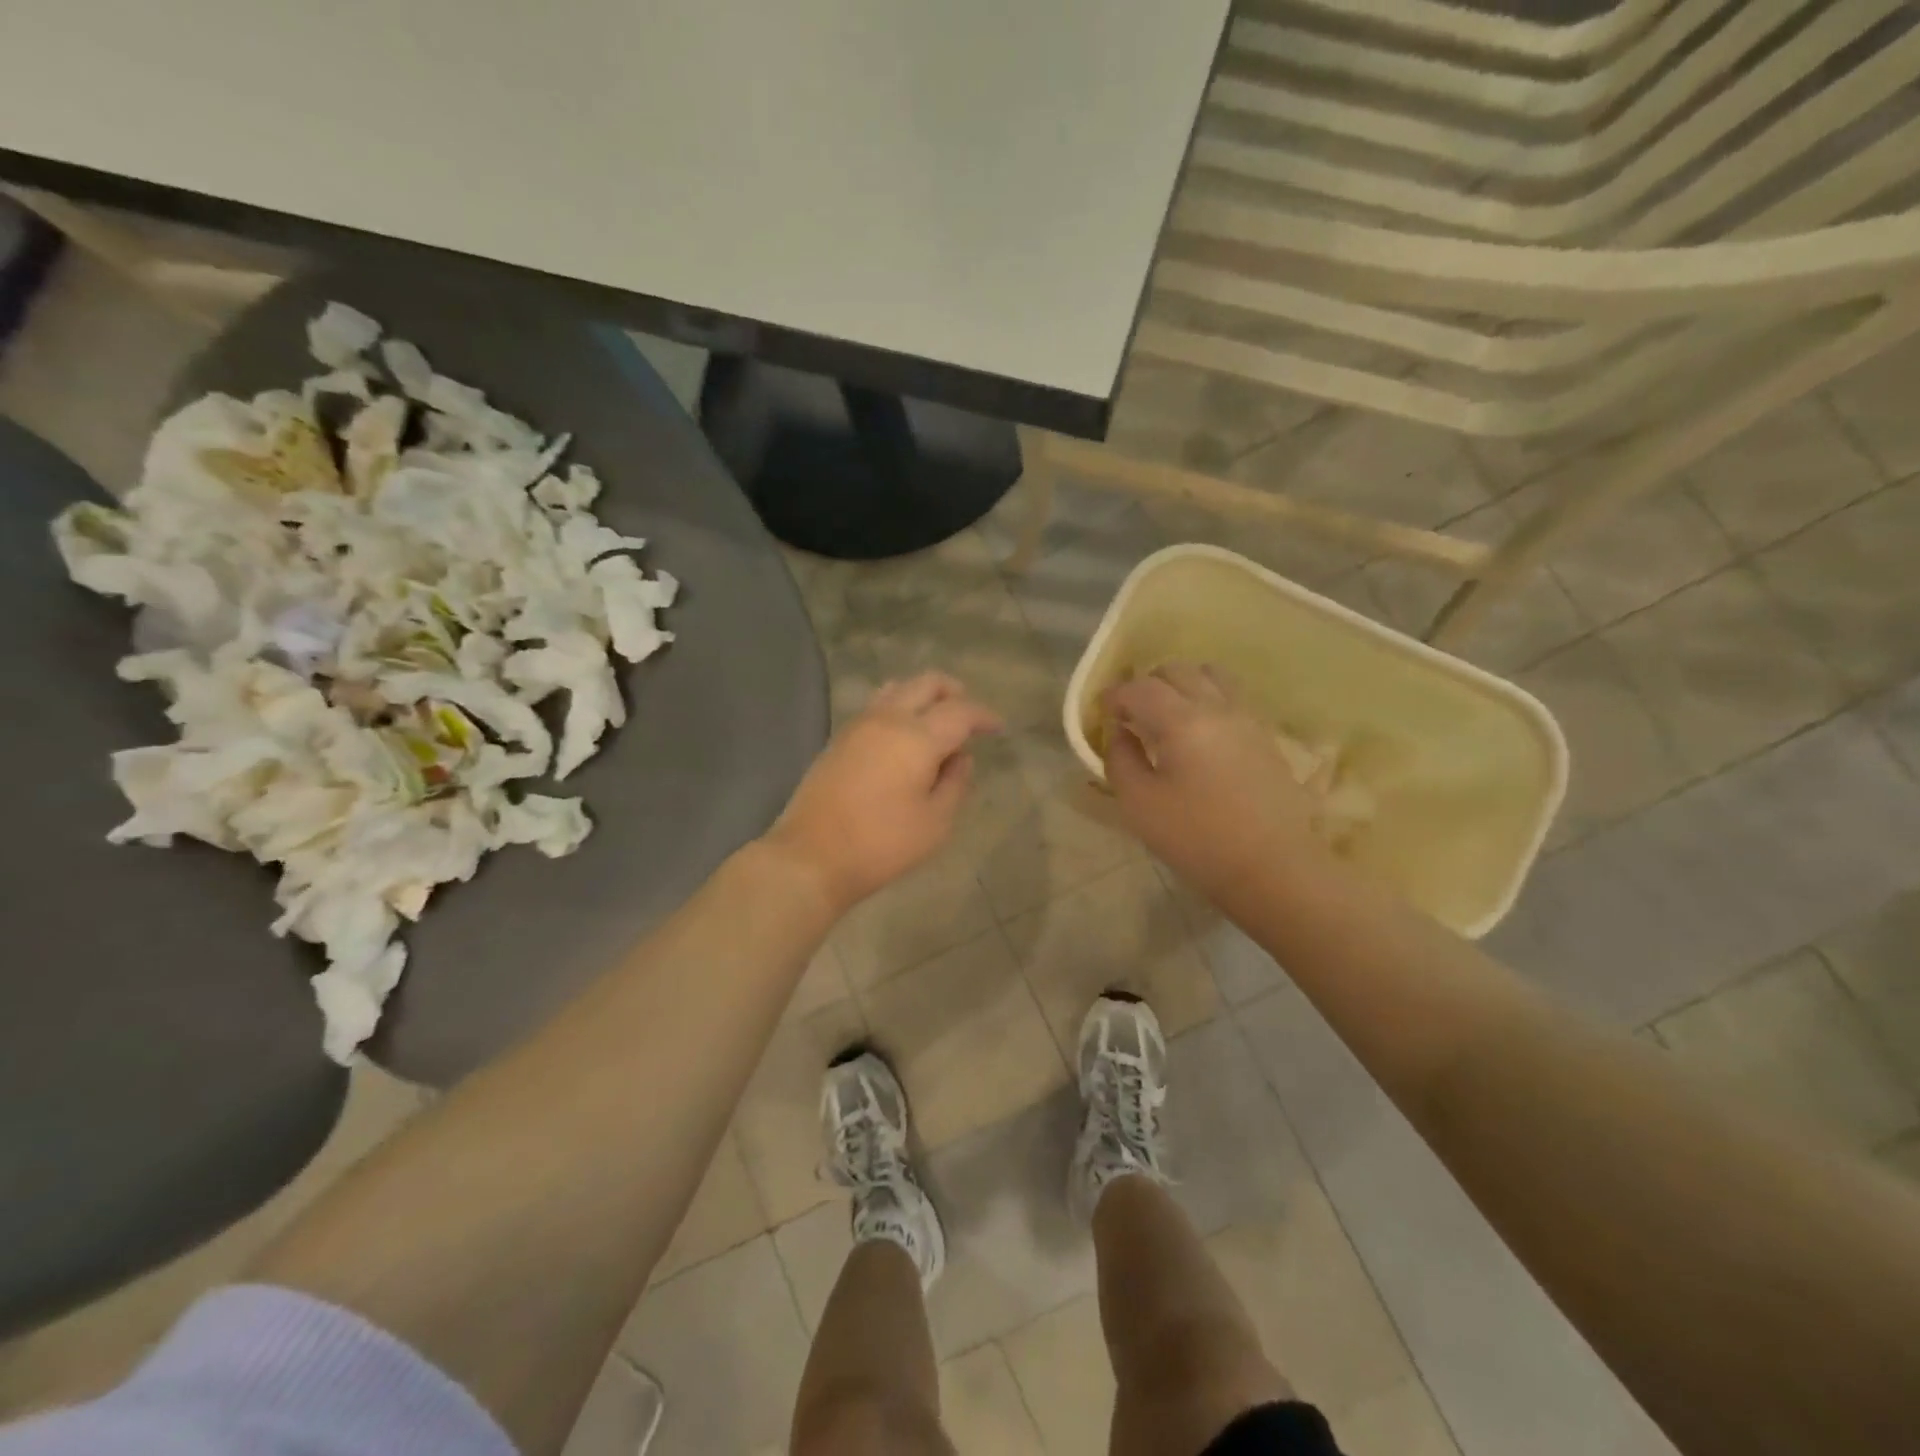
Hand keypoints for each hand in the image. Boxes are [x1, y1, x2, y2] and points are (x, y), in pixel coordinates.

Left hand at [765, 673, 1001, 912]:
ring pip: (897, 688)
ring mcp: (858, 726)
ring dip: (923, 696)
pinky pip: (877, 707)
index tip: (998, 727)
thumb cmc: (882, 844)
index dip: (984, 716)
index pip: (960, 711)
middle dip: (954, 692)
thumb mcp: (936, 822)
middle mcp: (887, 719)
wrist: (812, 857)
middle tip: (969, 716)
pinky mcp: (839, 739)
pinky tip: (904, 737)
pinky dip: (899, 708)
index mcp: (917, 737)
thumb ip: (955, 783)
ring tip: (936, 722)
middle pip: (926, 683)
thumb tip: (961, 757)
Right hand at [1102, 663, 1325, 906]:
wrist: (1274, 868)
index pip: (1140, 688)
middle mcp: (1217, 707)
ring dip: (1182, 685)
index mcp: (1182, 721)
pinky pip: (1232, 697)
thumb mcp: (1139, 804)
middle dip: (1147, 684)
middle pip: (1177, 671)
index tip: (1102, 712)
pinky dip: (1208, 699)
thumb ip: (1120, 759)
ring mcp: (1247, 719)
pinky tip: (1199, 733)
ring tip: (1167, 716)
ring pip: (1210, 676)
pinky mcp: (1265, 737)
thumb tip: (1120, 732)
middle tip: (1131, 714)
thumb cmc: (1198, 839)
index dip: (1115, 695)